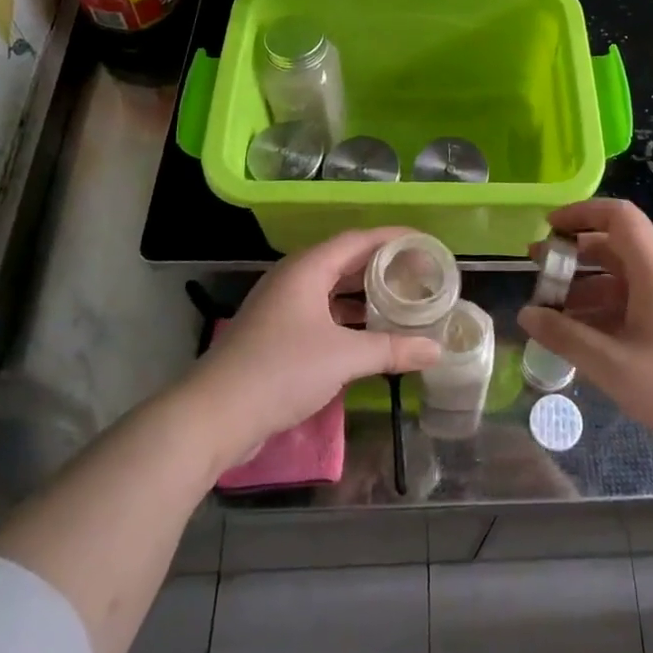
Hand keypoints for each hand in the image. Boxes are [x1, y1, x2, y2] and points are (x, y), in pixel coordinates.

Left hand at [192, 228, 442, 462]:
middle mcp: (294, 278)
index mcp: (308, 268)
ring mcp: (282, 306)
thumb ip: (392, 349)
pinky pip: (321, 313)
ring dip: (365, 294)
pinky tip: (370, 333)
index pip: (359, 239)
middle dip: (382, 266)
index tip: (425, 243)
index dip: (394, 238)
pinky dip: (348, 317)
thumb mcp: (344, 356)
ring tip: (401, 301)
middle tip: (419, 274)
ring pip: (332, 289)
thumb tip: (436, 350)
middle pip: (345, 261)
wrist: (216, 414)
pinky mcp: (276, 334)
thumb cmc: (282, 369)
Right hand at [518, 200, 652, 457]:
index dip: (582, 212)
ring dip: (582, 285)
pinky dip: (599, 309)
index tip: (549, 228)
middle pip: (614, 245)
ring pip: (619, 278)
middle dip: (573, 252)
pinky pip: (629, 303)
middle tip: (536, 267)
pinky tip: (577, 334)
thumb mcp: (612, 365)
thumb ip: (565, 337)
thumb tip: (526, 314)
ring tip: (547, 308)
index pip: (620, 217)